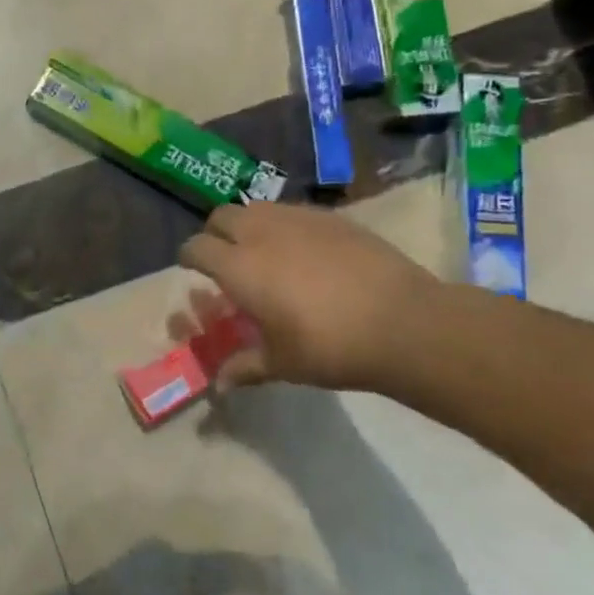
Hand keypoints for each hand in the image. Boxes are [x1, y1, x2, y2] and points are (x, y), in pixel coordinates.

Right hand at [176, 205, 441, 393]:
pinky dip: (286, 226)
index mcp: (239, 267)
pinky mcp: (332, 217)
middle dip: (216, 234)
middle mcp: (261, 233)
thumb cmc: (330, 347)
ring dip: (250, 225)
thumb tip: (219, 386)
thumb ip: (245, 367)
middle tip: (227, 259)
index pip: (196, 248)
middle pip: (221, 216)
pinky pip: (294, 212)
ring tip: (265, 252)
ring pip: (257, 208)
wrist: (404, 323)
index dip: (189, 258)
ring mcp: (298, 219)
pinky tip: (306, 253)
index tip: (194, 270)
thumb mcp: (282, 363)